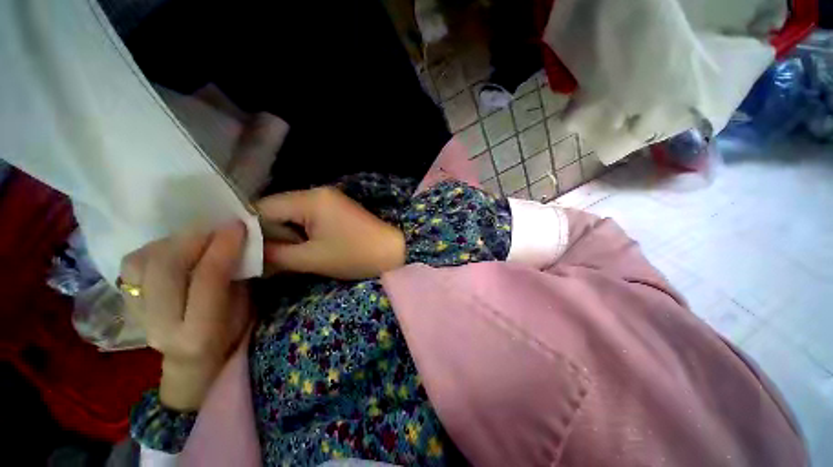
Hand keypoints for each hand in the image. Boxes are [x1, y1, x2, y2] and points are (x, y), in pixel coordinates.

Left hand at [120, 222, 251, 410]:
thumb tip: (239, 240)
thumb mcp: (245, 307)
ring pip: (141, 263)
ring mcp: (136, 315)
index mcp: (200, 333)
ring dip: (172, 241)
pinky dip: (153, 248)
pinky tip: (173, 247)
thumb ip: (239, 275)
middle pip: (165, 269)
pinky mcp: (125, 302)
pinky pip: (131, 265)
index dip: (223, 248)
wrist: (192, 360)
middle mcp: (161, 326)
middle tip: (216, 225)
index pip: (207, 280)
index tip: (238, 226)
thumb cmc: (230, 332)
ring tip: (195, 236)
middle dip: (193, 238)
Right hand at [257, 187, 404, 279]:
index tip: (243, 252)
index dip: (249, 230)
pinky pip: (308, 217)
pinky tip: (303, 248)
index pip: (263, 207)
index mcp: (310, 199)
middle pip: (277, 209)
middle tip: (265, 258)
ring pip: (292, 214)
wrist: (393, 251)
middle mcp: (317, 192)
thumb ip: (275, 254)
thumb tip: (247, 253)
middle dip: (269, 233)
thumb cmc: (355, 256)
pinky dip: (301, 232)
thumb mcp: (312, 258)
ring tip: (286, 255)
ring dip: (286, 234)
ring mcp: (329, 199)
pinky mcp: (336, 209)